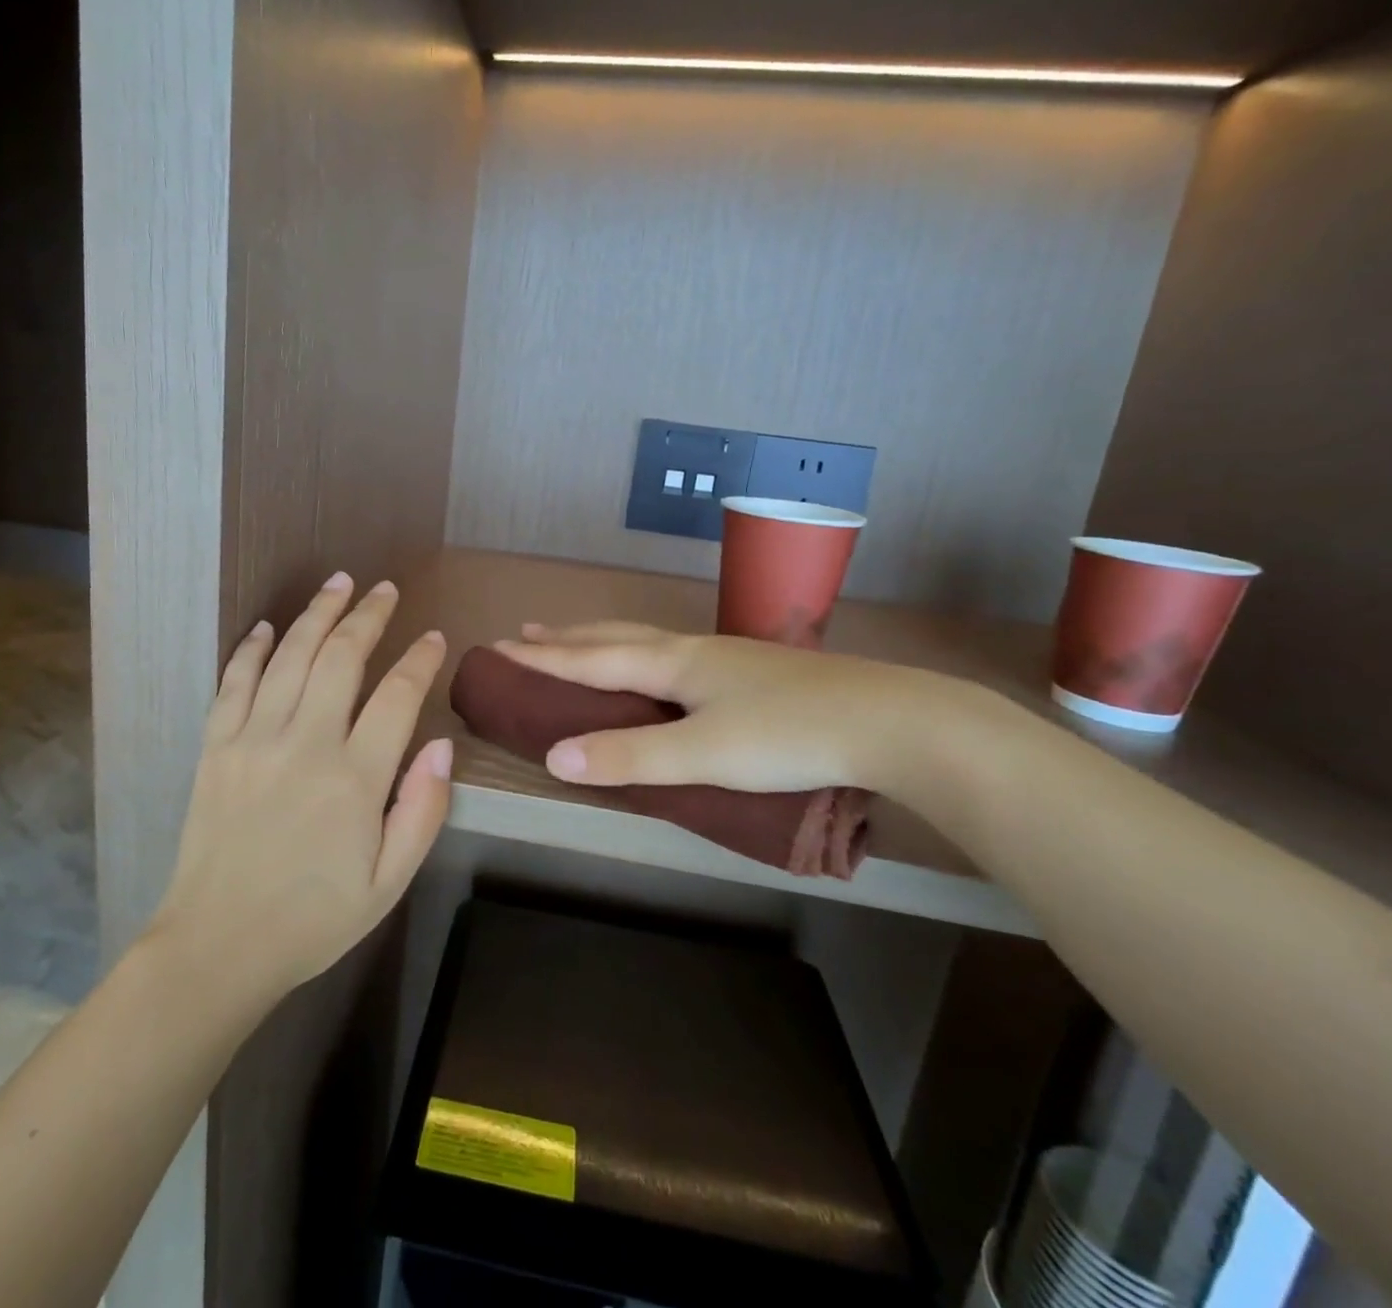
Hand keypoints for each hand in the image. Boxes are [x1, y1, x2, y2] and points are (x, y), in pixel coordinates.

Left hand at [150, 573, 452, 1004]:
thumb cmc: (314, 918)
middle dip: (368, 616)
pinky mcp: (215, 747)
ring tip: (338, 584)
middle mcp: (304, 743)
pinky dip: (251, 648)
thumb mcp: (389, 882)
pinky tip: (266, 626)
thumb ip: (423, 811)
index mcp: (354, 778)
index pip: (397, 696)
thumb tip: (443, 746)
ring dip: (317, 614)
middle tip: (385, 589)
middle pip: (341, 658)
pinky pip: (234, 682)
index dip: (419, 660)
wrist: (218, 945)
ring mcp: (253, 739)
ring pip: (290, 656)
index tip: (433, 638)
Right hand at [496, 621, 950, 798]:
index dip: (543, 659)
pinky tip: (660, 667)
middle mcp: (693, 650)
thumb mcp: (702, 754)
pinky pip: (675, 654)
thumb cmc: (789, 736)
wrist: (891, 721)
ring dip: (603, 640)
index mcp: (673, 663)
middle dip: (567, 639)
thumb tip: (552, 757)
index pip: (591, 659)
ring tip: (579, 641)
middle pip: (615, 637)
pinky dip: (641, 654)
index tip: (499, 649)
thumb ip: (629, 757)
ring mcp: (727, 657)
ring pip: (648, 640)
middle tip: (527, 634)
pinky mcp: (754, 672)